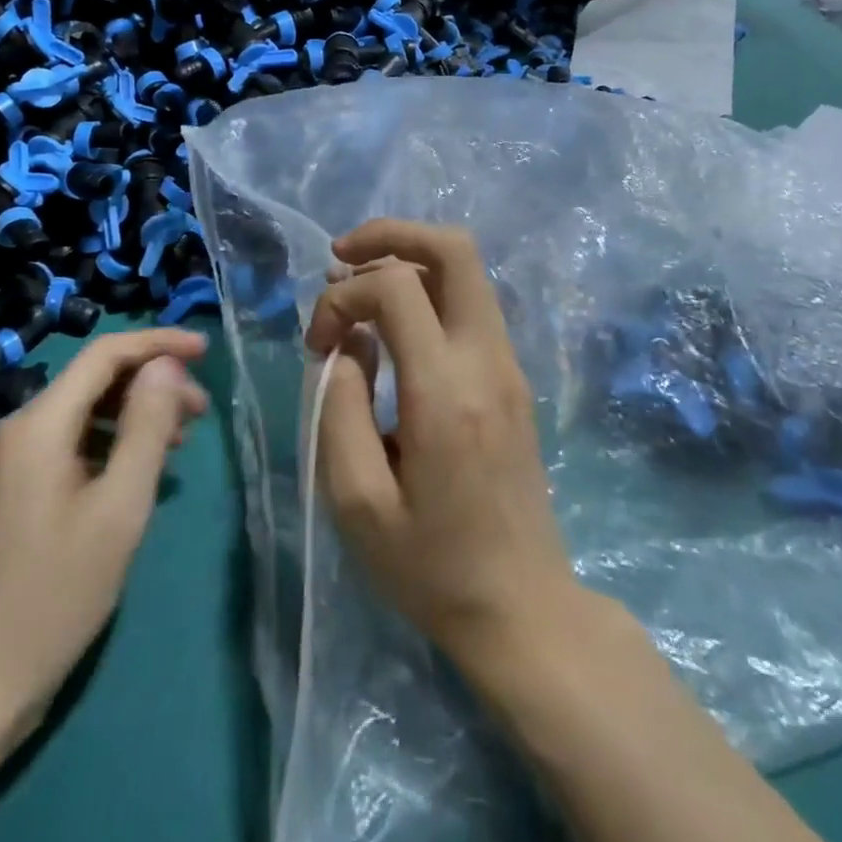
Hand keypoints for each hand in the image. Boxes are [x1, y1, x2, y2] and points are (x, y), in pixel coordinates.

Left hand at [0, 328, 208, 736]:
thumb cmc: (50, 598)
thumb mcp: (117, 509)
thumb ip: (146, 427)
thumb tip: (165, 366)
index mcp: (36, 426)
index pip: (104, 354)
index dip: (158, 343)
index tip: (207, 350)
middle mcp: (13, 432)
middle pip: (92, 383)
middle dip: (150, 385)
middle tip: (201, 414)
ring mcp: (3, 466)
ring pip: (80, 416)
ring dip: (132, 417)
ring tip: (179, 444)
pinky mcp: (4, 496)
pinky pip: (65, 447)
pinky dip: (107, 447)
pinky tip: (135, 475)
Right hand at [306, 221, 576, 663]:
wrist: (523, 608)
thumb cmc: (432, 567)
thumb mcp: (357, 501)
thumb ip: (339, 407)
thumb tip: (347, 345)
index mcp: (446, 390)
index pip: (397, 286)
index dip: (343, 296)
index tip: (318, 345)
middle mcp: (486, 360)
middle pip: (454, 249)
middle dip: (391, 234)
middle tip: (341, 256)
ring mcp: (508, 365)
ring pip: (466, 271)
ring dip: (408, 260)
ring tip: (358, 289)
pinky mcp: (512, 377)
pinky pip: (470, 305)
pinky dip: (427, 291)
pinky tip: (392, 325)